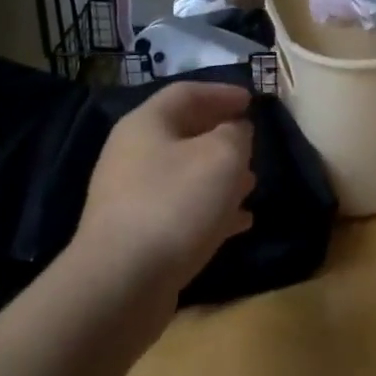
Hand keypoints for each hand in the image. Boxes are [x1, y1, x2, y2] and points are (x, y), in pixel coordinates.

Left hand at [70, 81, 255, 307]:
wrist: (122, 282)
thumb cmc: (176, 203)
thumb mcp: (222, 156)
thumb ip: (236, 134)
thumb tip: (236, 131)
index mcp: (147, 124)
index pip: (186, 93)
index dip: (222, 92)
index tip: (252, 101)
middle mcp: (133, 154)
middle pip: (183, 133)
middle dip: (221, 135)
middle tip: (253, 142)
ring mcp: (131, 196)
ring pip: (184, 174)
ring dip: (219, 175)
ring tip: (252, 182)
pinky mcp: (138, 234)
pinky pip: (181, 210)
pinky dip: (211, 210)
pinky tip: (240, 222)